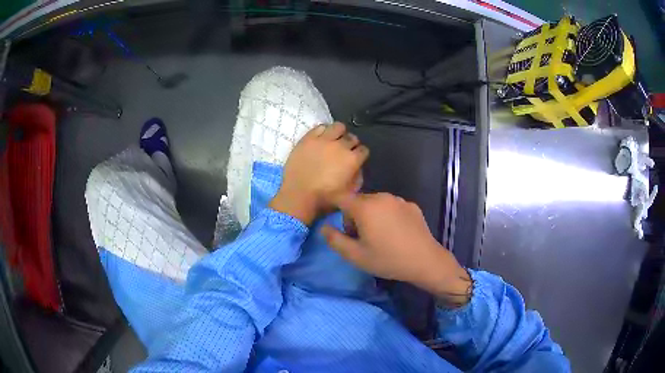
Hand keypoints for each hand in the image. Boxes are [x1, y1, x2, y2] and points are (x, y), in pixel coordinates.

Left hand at [269, 122, 367, 224]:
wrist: (299, 195)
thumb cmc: (325, 198)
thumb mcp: (349, 194)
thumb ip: (357, 178)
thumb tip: (357, 168)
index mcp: (352, 160)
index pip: (364, 150)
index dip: (360, 155)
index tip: (355, 159)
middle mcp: (341, 146)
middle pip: (352, 137)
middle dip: (351, 144)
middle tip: (344, 151)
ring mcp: (323, 140)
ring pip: (338, 126)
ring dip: (339, 133)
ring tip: (334, 140)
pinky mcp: (308, 138)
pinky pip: (320, 127)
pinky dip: (323, 131)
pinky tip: (321, 139)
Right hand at [321, 193, 470, 305]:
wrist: (425, 261)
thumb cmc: (388, 259)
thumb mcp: (356, 256)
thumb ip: (335, 240)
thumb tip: (324, 227)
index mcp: (365, 207)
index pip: (340, 197)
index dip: (332, 205)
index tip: (333, 218)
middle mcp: (381, 197)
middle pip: (358, 201)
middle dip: (353, 216)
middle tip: (360, 238)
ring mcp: (399, 200)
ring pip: (375, 203)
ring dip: (370, 215)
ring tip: (379, 236)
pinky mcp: (412, 206)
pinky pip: (391, 207)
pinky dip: (387, 215)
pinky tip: (396, 233)